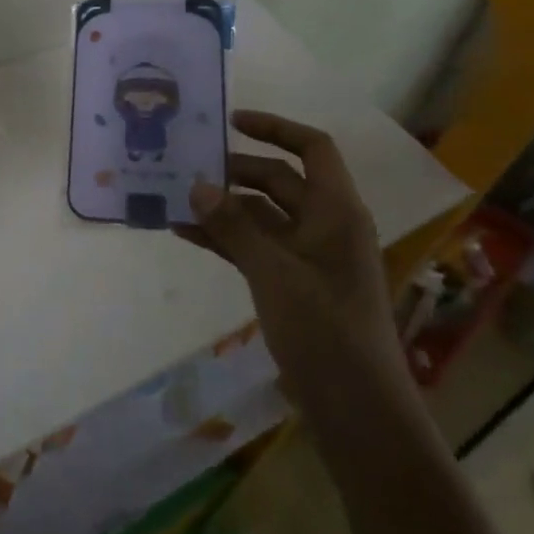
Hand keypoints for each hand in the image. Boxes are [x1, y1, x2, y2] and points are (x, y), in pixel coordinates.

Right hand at [180, 111, 413, 437]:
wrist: (357, 411)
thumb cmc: (324, 330)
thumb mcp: (273, 272)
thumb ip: (233, 226)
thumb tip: (196, 184)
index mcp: (336, 210)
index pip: (312, 148)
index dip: (275, 128)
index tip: (231, 122)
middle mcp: (325, 225)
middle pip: (280, 179)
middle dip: (236, 171)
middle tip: (188, 166)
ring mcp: (309, 257)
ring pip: (263, 215)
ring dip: (224, 207)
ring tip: (175, 200)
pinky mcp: (294, 284)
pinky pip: (256, 247)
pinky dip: (226, 239)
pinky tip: (187, 236)